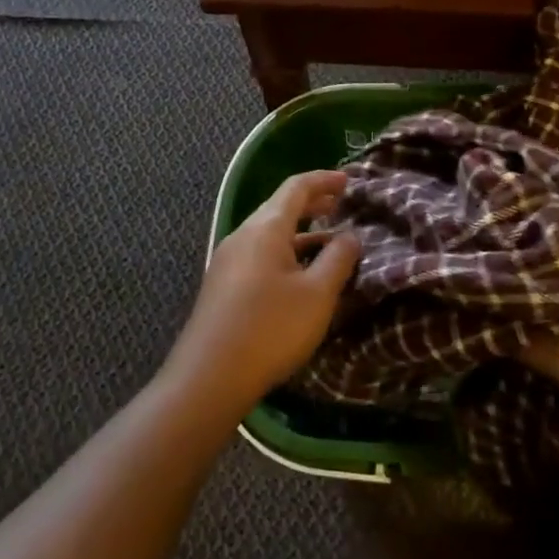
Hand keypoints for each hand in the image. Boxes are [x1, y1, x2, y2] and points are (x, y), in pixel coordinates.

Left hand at [164, 170, 360, 416]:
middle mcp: (243, 236)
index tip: (349, 181)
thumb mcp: (318, 294)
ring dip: (300, 231)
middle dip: (313, 203)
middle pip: (280, 207)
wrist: (208, 378)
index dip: (325, 180)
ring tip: (328, 240)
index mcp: (265, 228)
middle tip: (341, 205)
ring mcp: (228, 261)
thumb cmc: (271, 328)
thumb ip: (339, 258)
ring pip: (269, 232)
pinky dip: (285, 251)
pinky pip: (259, 254)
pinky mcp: (222, 286)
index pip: (297, 187)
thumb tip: (350, 235)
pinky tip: (299, 273)